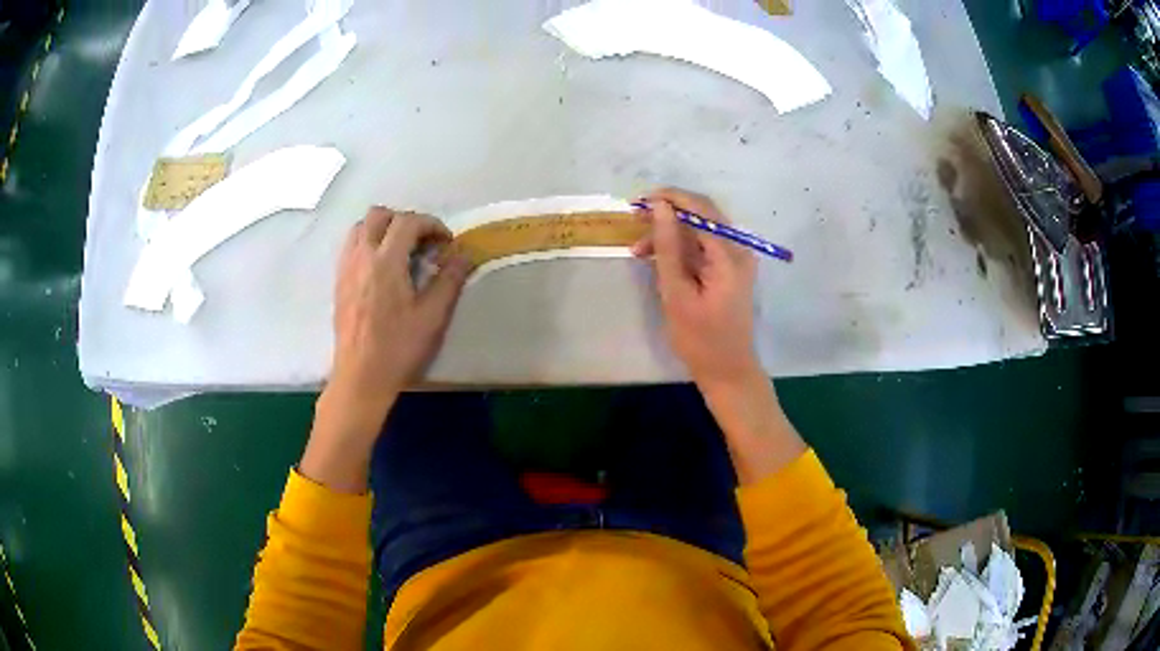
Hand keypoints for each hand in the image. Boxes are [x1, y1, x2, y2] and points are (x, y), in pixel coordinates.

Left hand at [303, 207, 470, 491]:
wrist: (361, 377)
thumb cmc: (398, 348)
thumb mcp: (433, 316)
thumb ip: (450, 279)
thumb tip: (465, 255)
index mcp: (385, 261)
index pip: (407, 222)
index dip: (431, 224)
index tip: (445, 243)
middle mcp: (361, 256)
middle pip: (379, 215)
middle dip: (404, 220)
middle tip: (422, 242)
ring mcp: (346, 268)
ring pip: (360, 227)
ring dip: (383, 229)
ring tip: (400, 251)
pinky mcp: (339, 282)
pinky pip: (351, 246)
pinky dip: (368, 243)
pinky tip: (382, 268)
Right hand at [632, 188, 760, 394]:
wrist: (727, 370)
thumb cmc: (700, 339)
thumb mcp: (676, 293)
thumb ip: (667, 246)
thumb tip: (659, 207)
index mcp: (730, 255)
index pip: (700, 208)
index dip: (670, 198)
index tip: (638, 202)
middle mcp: (739, 249)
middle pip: (702, 214)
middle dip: (668, 214)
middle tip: (635, 222)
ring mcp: (737, 258)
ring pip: (700, 229)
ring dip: (670, 233)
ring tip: (639, 250)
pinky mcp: (730, 268)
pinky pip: (703, 245)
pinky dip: (681, 248)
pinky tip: (657, 259)